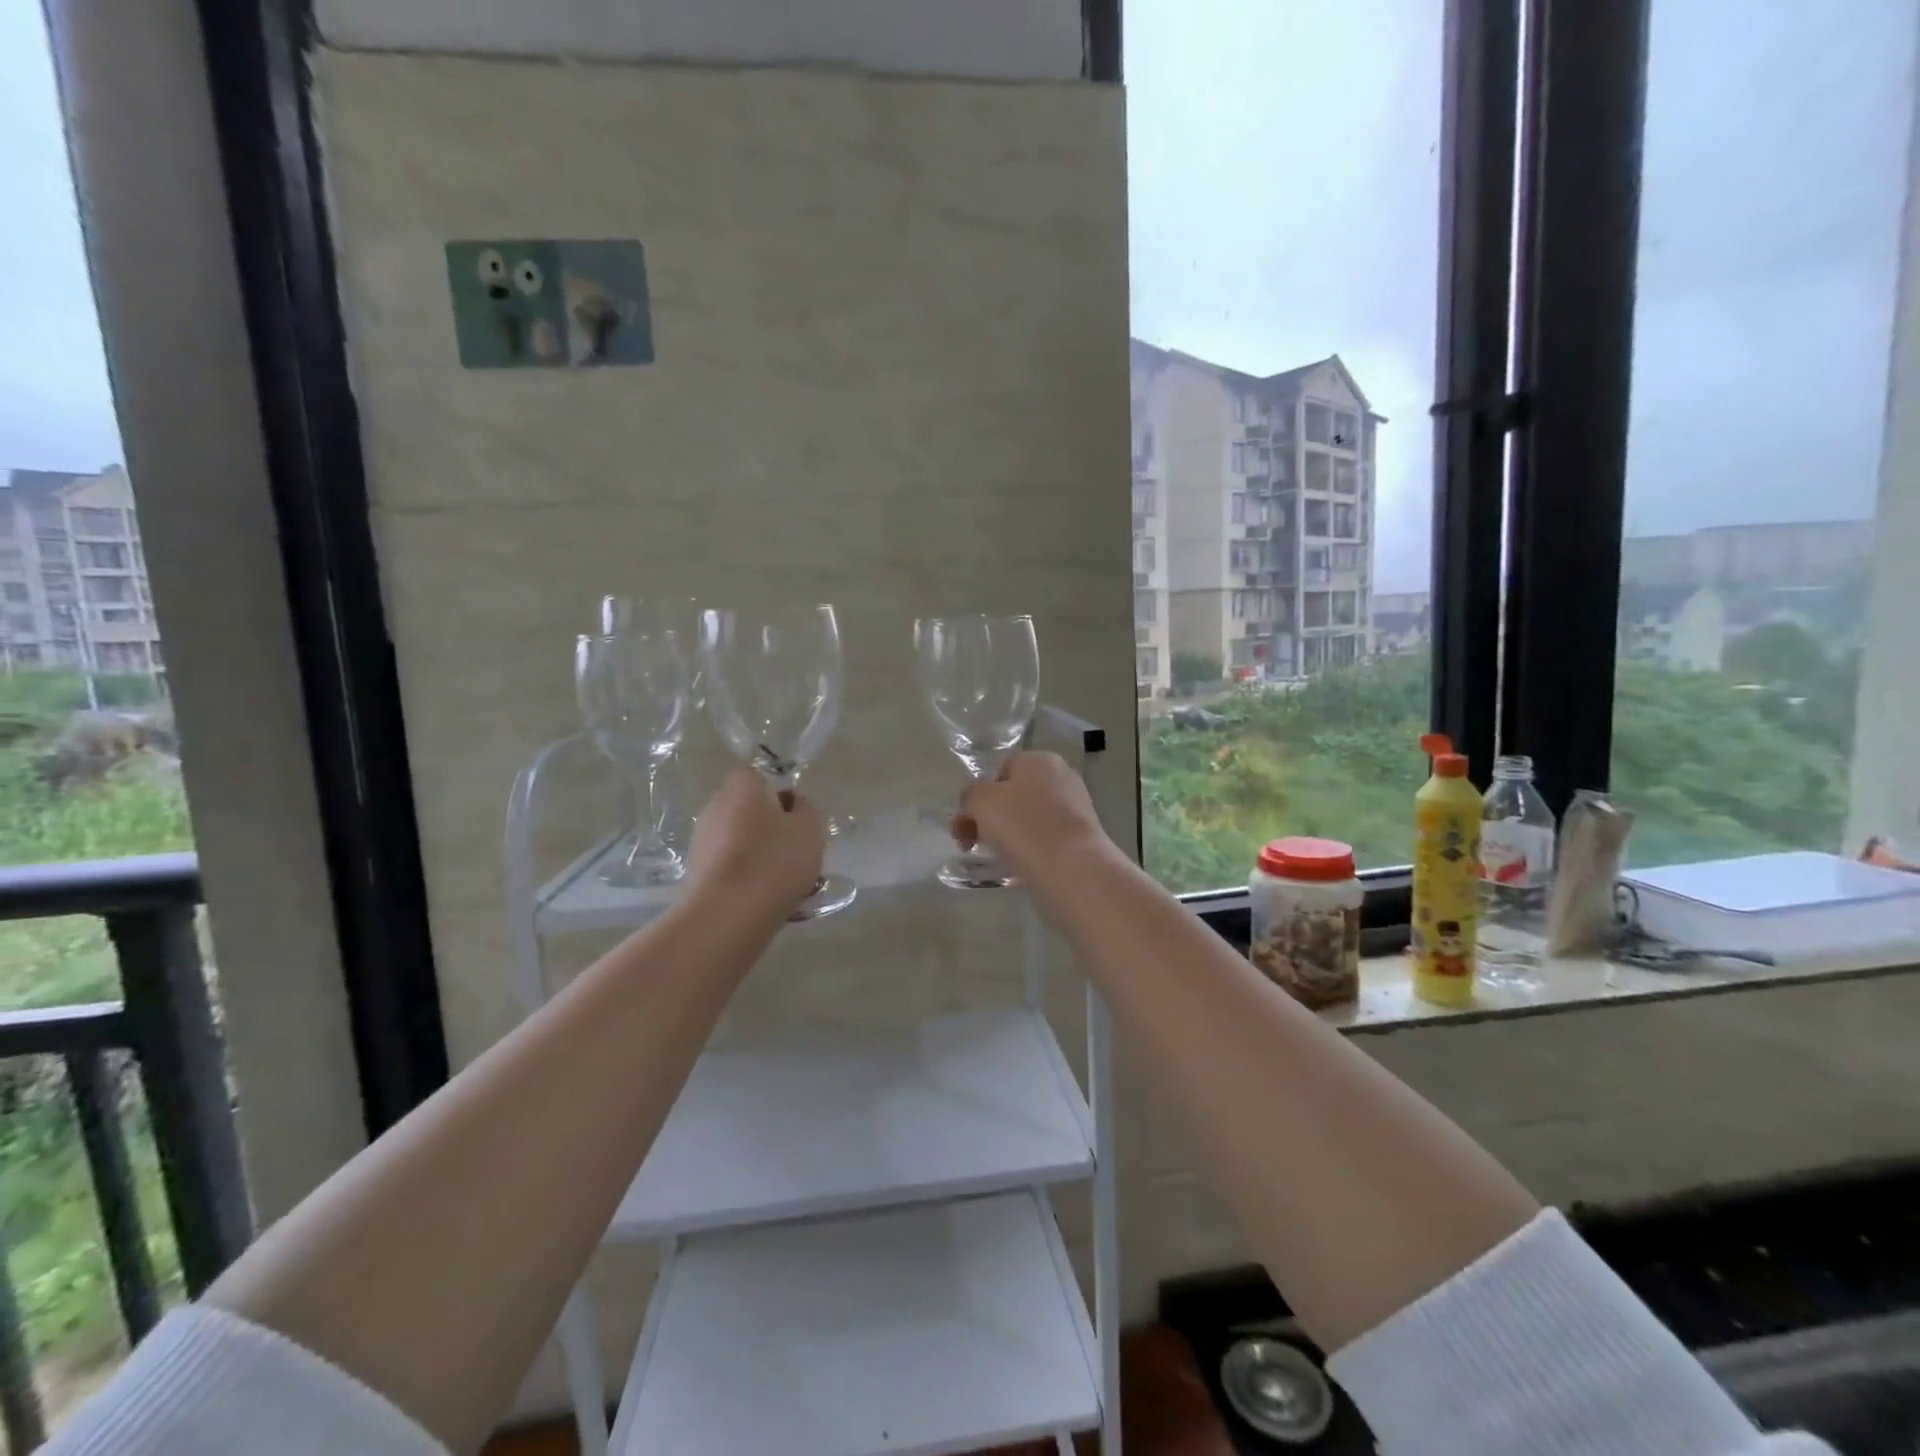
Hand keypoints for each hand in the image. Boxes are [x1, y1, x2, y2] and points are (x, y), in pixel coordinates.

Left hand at [685, 767, 826, 919]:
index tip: (798, 818)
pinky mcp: (696, 870)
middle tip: (795, 849)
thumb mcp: (810, 829)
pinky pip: (729, 863)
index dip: (781, 793)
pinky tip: (763, 896)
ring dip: (758, 851)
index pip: (760, 775)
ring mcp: (701, 839)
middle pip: (749, 808)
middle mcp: (715, 804)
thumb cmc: (775, 860)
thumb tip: (795, 804)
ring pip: (739, 837)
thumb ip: (806, 809)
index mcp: (742, 785)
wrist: (728, 914)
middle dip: (771, 825)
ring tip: (783, 879)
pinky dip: (745, 874)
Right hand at [955, 752, 1109, 881]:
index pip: (1000, 771)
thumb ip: (970, 795)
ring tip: (998, 857)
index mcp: (1040, 760)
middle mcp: (1062, 777)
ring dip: (1009, 835)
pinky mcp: (1082, 837)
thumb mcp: (981, 801)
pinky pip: (1045, 838)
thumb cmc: (1023, 824)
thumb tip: (974, 803)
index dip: (979, 797)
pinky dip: (1030, 849)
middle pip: (1014, 795)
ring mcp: (1076, 807)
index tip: (966, 824)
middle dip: (990, 818)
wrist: (1072, 868)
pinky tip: (1022, 865)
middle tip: (973, 843)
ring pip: (1029, 819)